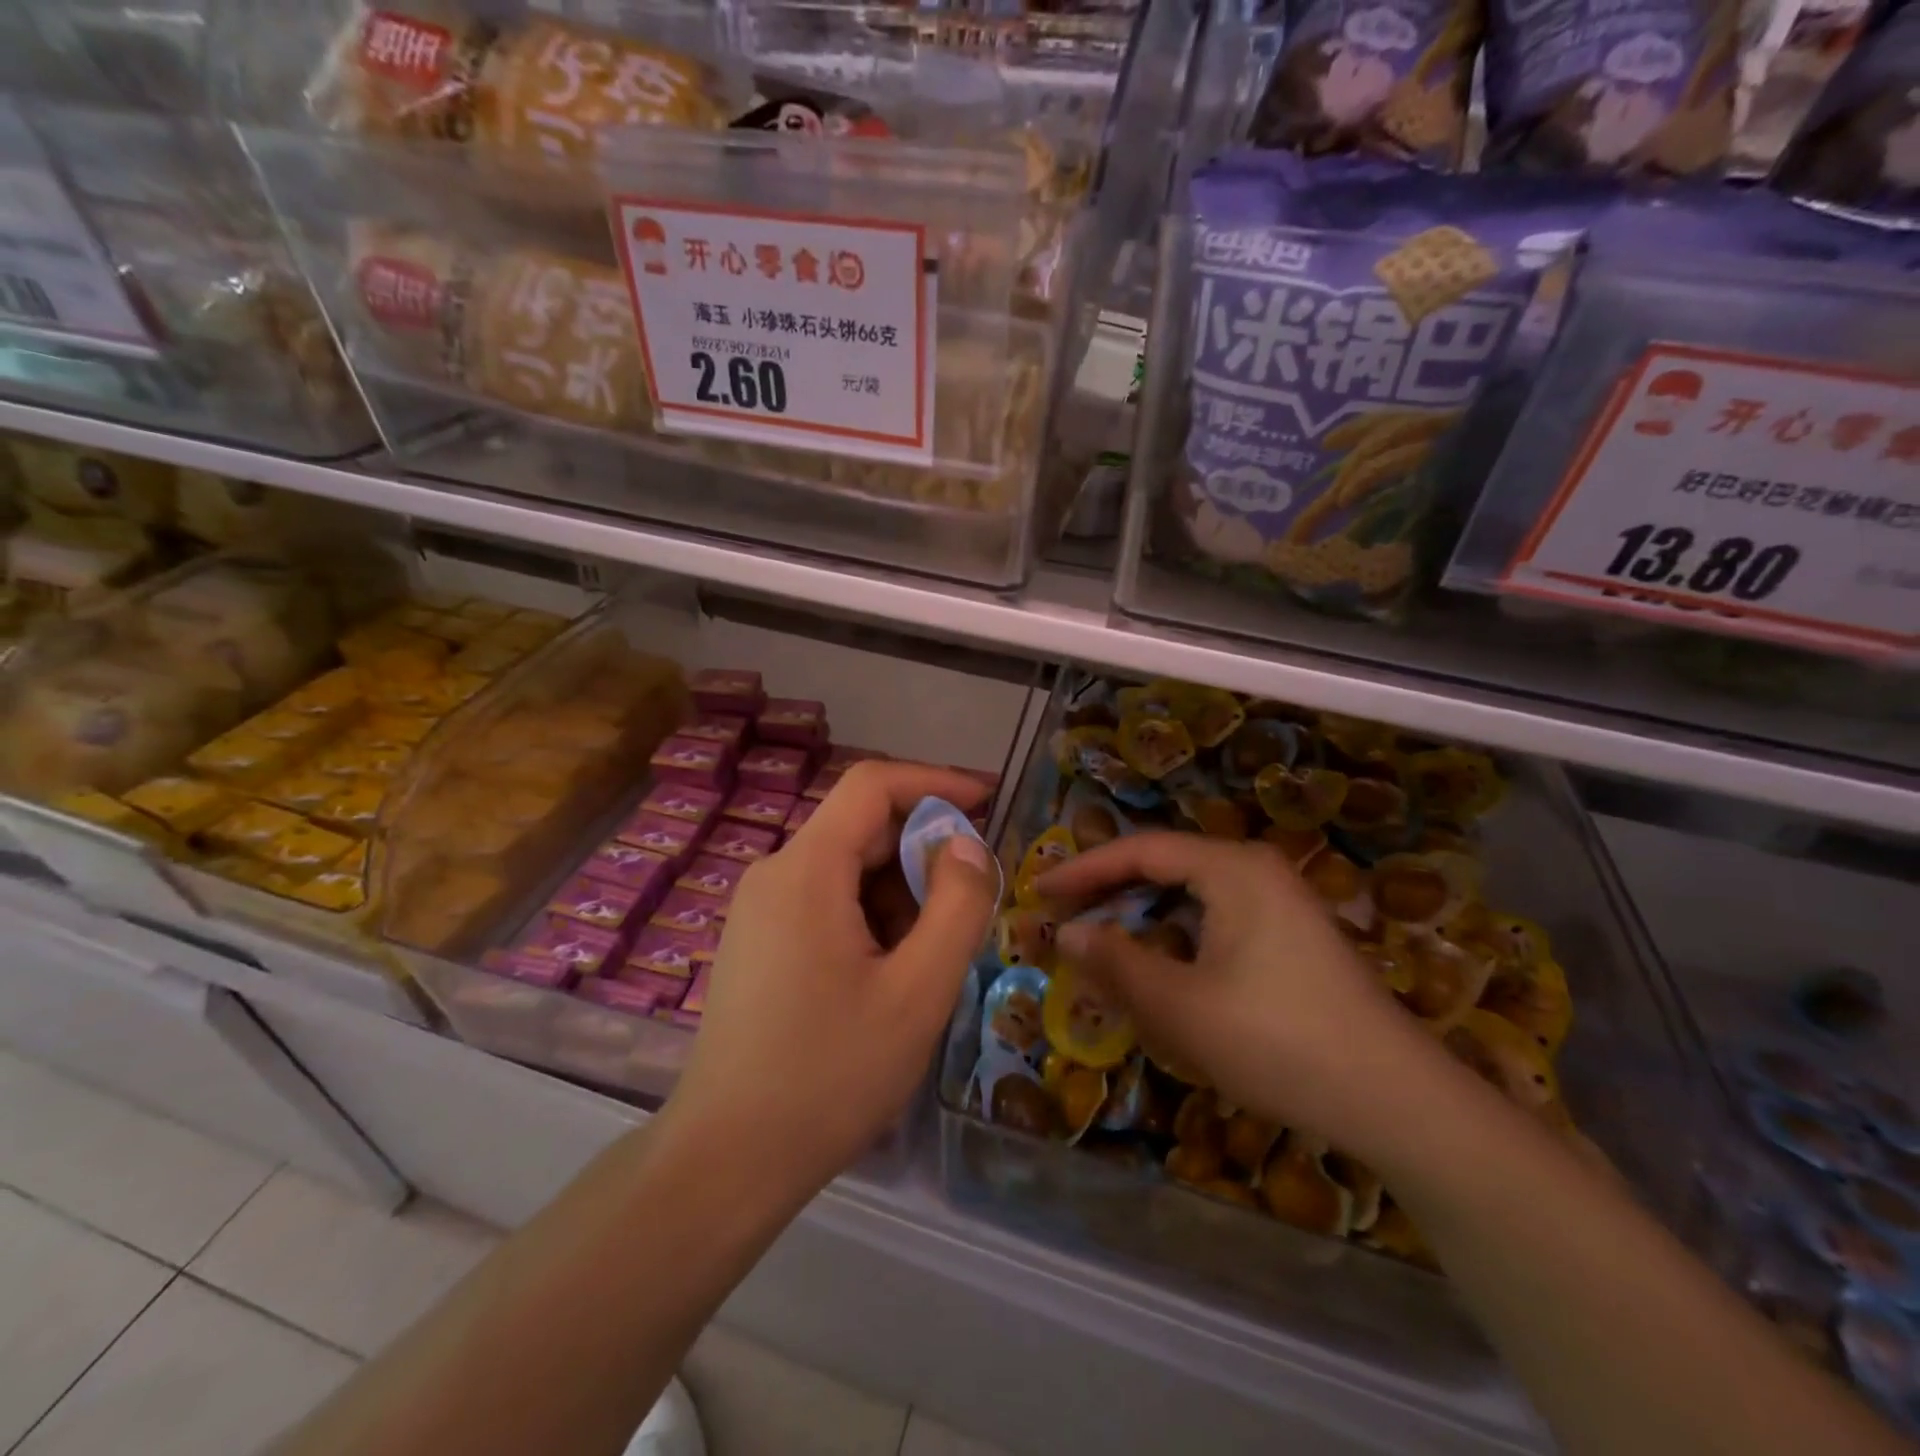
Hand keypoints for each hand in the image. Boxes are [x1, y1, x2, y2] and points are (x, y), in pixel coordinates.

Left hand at [673, 762, 999, 1198]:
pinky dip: (871, 916)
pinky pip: (827, 901)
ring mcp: (760, 908)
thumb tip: (966, 844)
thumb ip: (956, 906)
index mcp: (806, 869)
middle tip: (973, 902)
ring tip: (933, 954)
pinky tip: (891, 973)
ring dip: (901, 892)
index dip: (936, 782)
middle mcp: (775, 873)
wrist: (726, 1161)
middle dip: (924, 852)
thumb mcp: (917, 992)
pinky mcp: (759, 941)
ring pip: (847, 869)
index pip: (872, 784)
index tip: (989, 803)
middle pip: (862, 828)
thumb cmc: (828, 1075)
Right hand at [1040, 832, 1446, 1156]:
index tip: (1038, 890)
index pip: (1140, 850)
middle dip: (1110, 890)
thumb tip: (1065, 932)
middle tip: (1061, 916)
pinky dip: (1177, 936)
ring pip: (1191, 896)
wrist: (1398, 1100)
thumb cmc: (1277, 1041)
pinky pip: (1217, 919)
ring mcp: (1281, 903)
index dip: (1083, 868)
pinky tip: (1160, 969)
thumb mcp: (1180, 1005)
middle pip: (1166, 866)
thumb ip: (1115, 962)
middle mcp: (1256, 870)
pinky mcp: (1292, 937)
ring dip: (1142, 916)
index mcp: (1232, 868)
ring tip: (1100, 942)